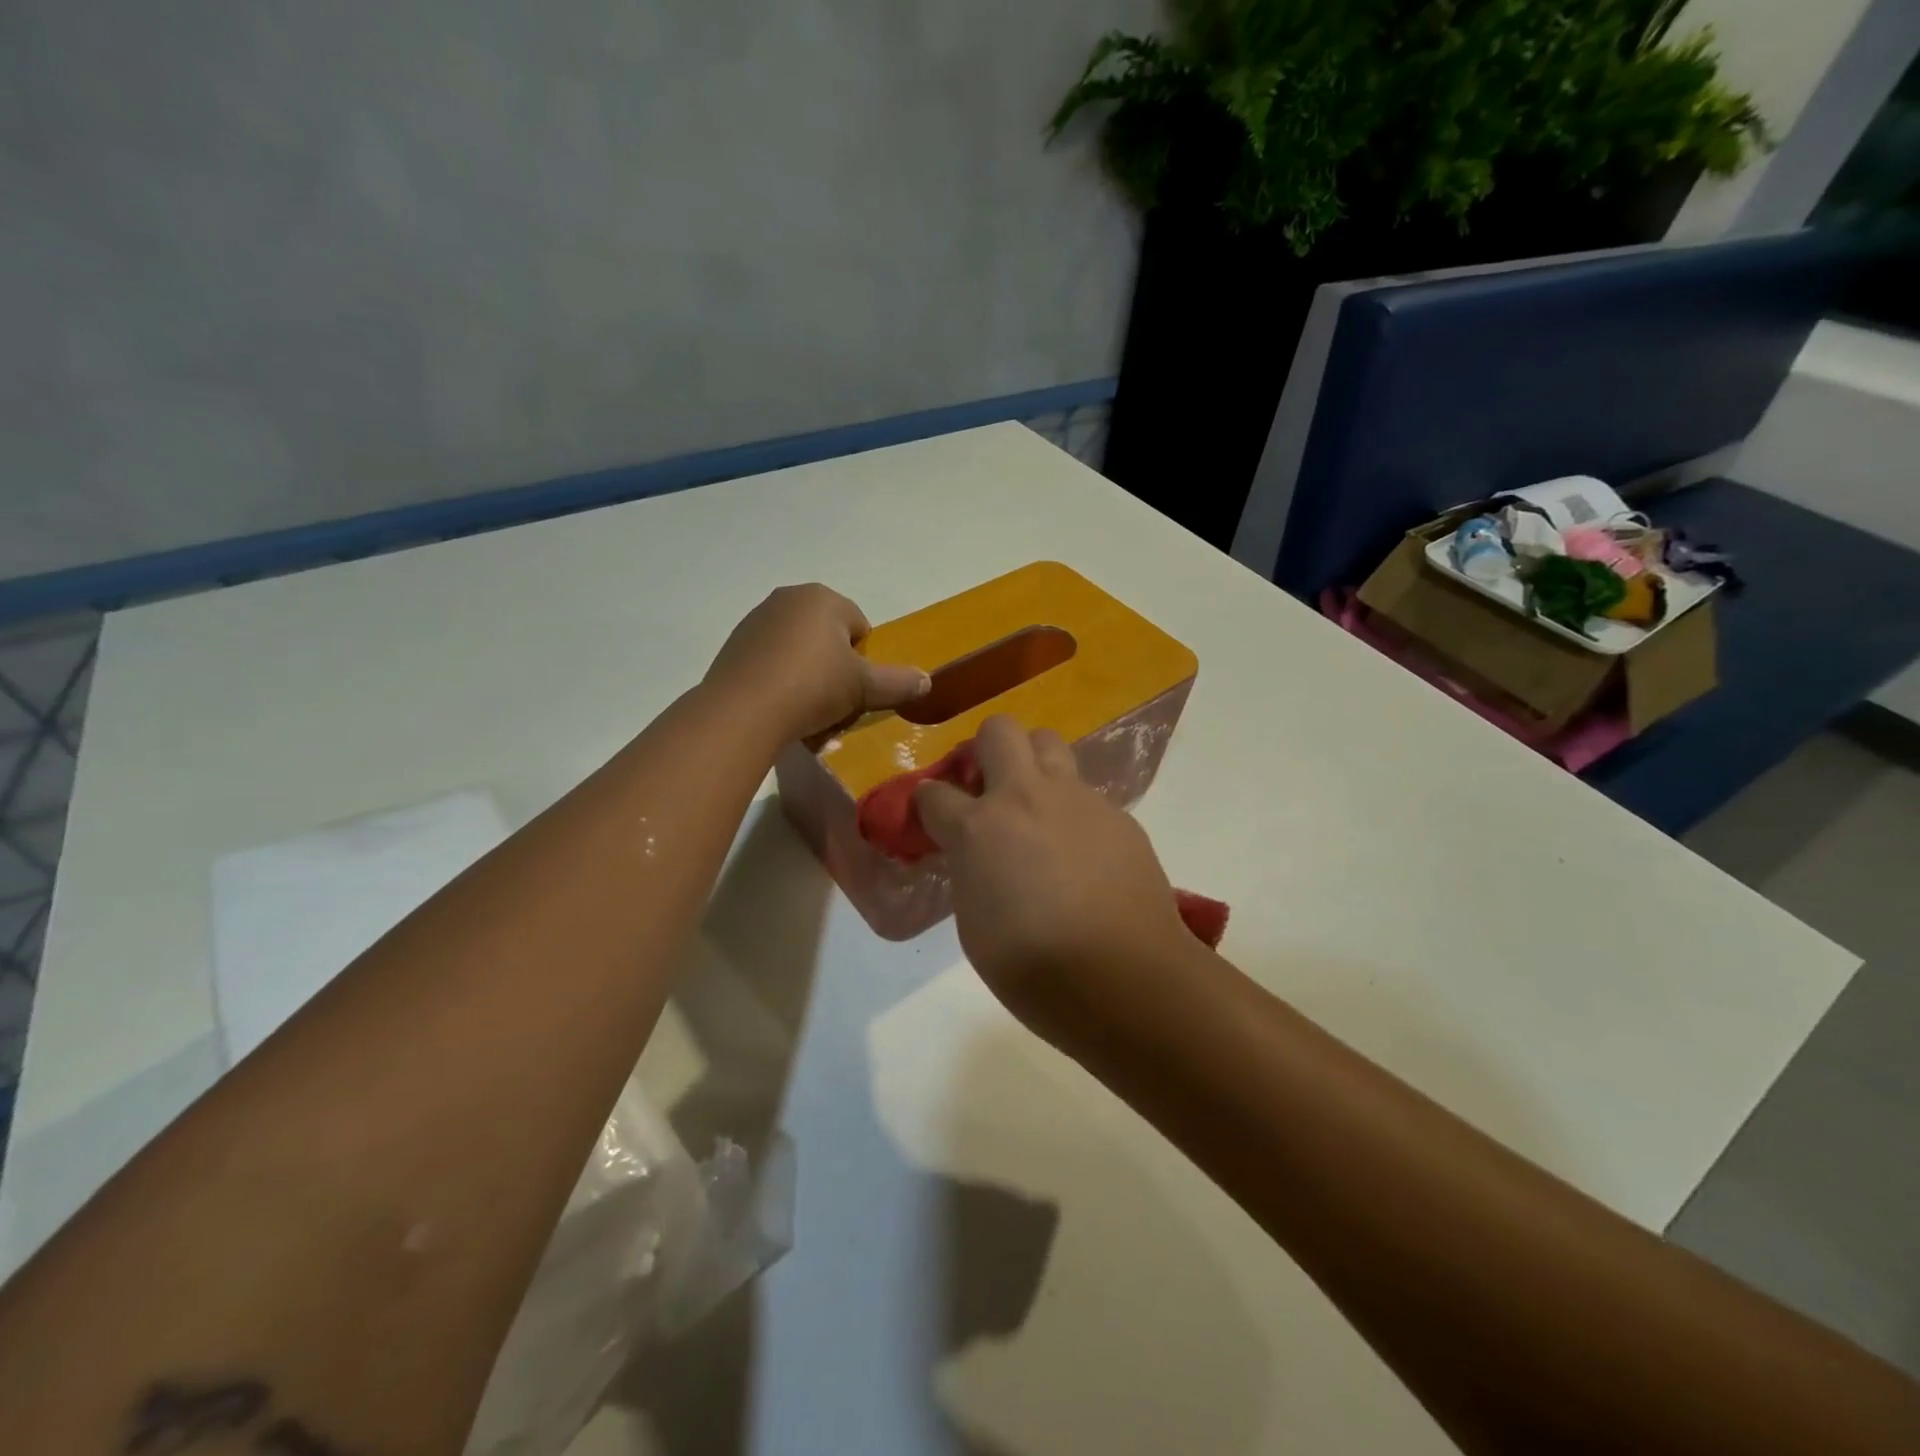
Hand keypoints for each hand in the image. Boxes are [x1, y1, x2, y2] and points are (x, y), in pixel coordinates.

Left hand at [706, 584, 929, 740]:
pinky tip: (779, 706)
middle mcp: (788, 598)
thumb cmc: (814, 687)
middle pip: (827, 635)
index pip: (860, 626)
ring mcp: (756, 620)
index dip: (863, 660)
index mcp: (824, 598)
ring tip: (805, 708)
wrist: (744, 710)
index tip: (855, 687)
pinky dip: (778, 679)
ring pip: (797, 648)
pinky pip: (770, 661)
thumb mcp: (864, 688)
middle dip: (834, 664)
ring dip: (806, 673)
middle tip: (834, 699)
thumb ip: (898, 683)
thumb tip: (927, 681)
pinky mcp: (734, 645)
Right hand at [914, 715, 1195, 1049]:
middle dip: (986, 751)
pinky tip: (1083, 855)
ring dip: (1034, 766)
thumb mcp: (973, 922)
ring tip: (1037, 812)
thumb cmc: (1033, 967)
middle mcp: (1026, 796)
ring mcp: (1078, 799)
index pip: (933, 793)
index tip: (932, 821)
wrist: (1124, 978)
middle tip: (989, 792)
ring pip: (1050, 745)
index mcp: (979, 827)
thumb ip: (970, 870)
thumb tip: (979, 854)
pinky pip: (1086, 793)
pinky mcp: (1118, 814)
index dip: (926, 805)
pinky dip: (1073, 811)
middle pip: (999, 729)